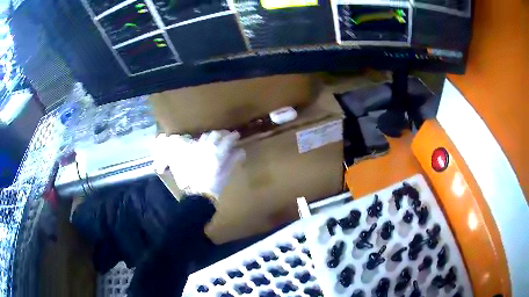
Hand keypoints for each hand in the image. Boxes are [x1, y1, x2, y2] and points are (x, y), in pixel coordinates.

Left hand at [152, 131, 244, 199]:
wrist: (198, 193)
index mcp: (218, 153)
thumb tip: (240, 150)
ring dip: (213, 136)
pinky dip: (204, 141)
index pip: (227, 139)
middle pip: (216, 134)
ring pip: (206, 136)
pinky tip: (206, 146)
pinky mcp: (191, 154)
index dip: (233, 136)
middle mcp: (207, 148)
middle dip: (223, 133)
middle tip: (228, 136)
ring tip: (217, 139)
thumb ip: (233, 159)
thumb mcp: (227, 173)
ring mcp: (198, 150)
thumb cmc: (215, 185)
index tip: (237, 135)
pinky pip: (198, 142)